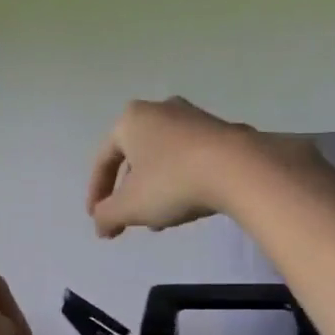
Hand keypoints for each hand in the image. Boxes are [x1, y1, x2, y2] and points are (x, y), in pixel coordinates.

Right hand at [87, 97, 312, 237]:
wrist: (238, 169)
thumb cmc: (172, 183)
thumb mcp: (130, 207)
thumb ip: (106, 216)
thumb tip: (100, 224)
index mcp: (130, 120)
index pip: (104, 160)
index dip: (96, 194)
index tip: (97, 221)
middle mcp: (160, 109)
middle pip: (134, 157)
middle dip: (128, 192)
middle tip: (128, 220)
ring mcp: (193, 117)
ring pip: (162, 159)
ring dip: (154, 190)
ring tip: (158, 221)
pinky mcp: (221, 130)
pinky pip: (188, 159)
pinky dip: (179, 182)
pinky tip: (186, 205)